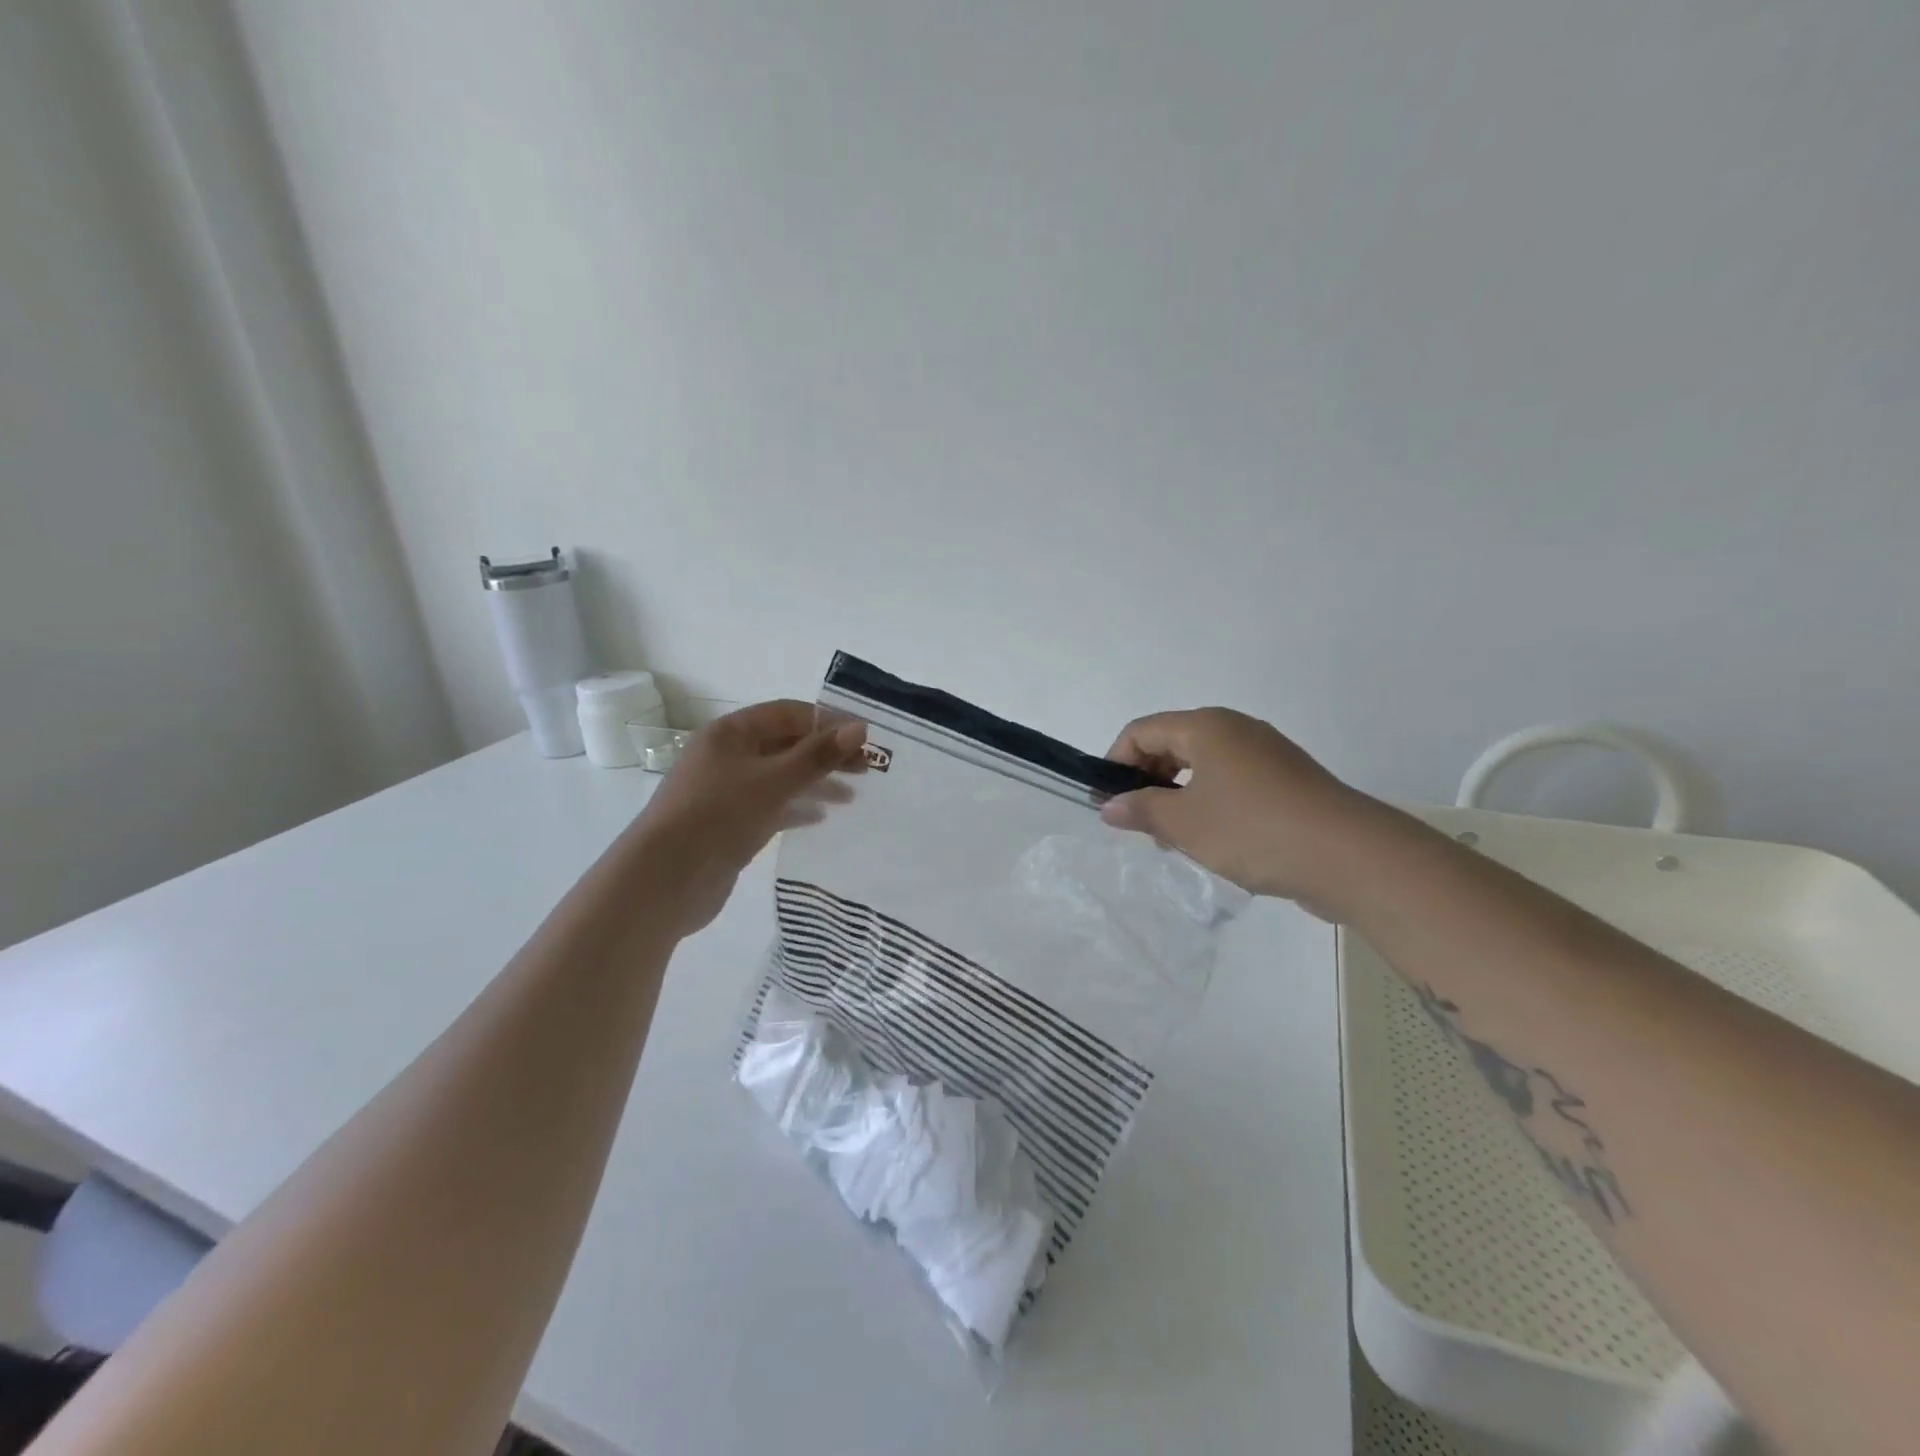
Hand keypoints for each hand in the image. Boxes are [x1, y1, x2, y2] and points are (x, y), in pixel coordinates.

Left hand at [629, 700, 865, 935]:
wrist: (664, 880)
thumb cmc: (718, 816)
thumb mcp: (774, 780)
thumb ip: (818, 755)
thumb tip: (860, 728)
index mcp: (730, 733)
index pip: (788, 714)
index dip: (828, 722)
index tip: (864, 739)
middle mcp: (727, 756)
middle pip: (785, 745)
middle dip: (825, 755)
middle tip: (865, 770)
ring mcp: (726, 792)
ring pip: (779, 777)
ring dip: (814, 782)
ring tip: (850, 797)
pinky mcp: (728, 824)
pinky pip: (770, 806)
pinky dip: (796, 808)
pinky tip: (819, 818)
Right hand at [1101, 708, 1371, 906]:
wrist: (1350, 856)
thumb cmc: (1254, 830)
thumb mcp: (1184, 823)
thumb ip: (1141, 810)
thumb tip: (1110, 805)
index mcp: (1206, 727)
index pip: (1141, 731)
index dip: (1116, 762)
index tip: (1108, 803)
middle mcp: (1235, 729)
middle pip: (1172, 744)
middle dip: (1147, 781)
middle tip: (1140, 824)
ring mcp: (1266, 754)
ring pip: (1202, 766)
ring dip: (1178, 797)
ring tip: (1175, 839)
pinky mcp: (1287, 781)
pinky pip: (1232, 782)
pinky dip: (1210, 804)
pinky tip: (1214, 842)